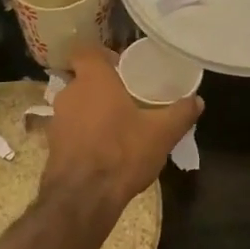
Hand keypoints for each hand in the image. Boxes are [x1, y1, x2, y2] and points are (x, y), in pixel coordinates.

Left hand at [42, 41, 201, 210]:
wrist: (83, 198)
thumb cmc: (122, 152)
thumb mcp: (162, 133)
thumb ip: (181, 113)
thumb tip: (197, 100)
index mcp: (93, 79)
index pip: (85, 50)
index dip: (102, 55)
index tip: (121, 66)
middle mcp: (69, 93)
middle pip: (83, 79)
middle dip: (103, 87)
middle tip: (127, 97)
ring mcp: (56, 120)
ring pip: (76, 105)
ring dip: (93, 112)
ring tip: (118, 125)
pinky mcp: (52, 145)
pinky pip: (71, 130)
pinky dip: (85, 134)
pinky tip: (104, 149)